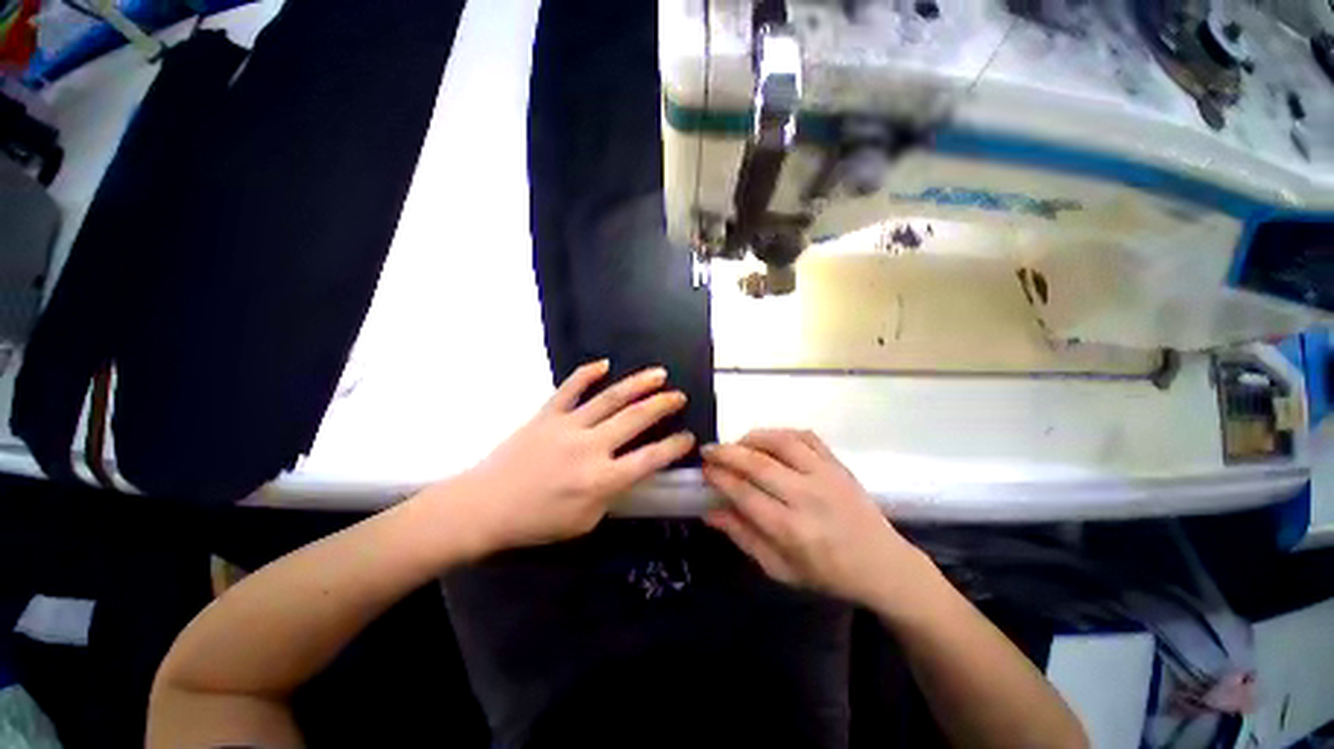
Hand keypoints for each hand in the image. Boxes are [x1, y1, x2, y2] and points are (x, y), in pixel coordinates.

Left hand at [451, 360, 693, 555]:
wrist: (484, 506)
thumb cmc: (536, 521)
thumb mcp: (584, 521)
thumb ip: (612, 495)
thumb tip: (628, 472)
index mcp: (601, 479)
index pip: (649, 459)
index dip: (674, 447)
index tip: (689, 437)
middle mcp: (590, 447)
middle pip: (635, 419)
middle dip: (663, 405)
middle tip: (679, 396)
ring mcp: (568, 426)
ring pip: (610, 398)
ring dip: (638, 384)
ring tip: (658, 373)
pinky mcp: (547, 414)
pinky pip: (570, 388)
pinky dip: (587, 373)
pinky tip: (604, 364)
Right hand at [702, 429, 928, 607]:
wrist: (882, 564)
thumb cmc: (827, 572)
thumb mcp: (779, 568)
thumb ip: (743, 537)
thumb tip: (709, 512)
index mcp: (792, 530)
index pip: (745, 494)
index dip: (719, 478)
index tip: (704, 470)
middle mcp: (807, 497)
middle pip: (758, 464)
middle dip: (726, 453)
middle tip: (708, 450)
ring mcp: (826, 475)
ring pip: (781, 443)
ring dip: (751, 438)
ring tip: (736, 444)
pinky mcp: (838, 464)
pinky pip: (806, 436)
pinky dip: (781, 433)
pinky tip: (768, 440)